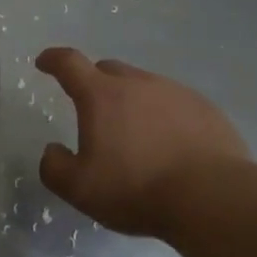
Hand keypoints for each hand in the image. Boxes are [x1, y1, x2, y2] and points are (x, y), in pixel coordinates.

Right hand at [35, 47, 250, 238]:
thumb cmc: (136, 189)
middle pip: (109, 70)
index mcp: (102, 95)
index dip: (53, 60)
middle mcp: (138, 83)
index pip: (70, 63)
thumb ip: (55, 167)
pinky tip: (170, 144)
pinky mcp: (205, 109)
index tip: (44, 63)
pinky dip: (164, 116)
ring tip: (135, 135)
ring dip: (132, 101)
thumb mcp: (80, 189)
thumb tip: (52, 150)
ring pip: (144, 86)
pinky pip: (175, 103)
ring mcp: (175, 92)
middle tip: (92, 110)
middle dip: (95, 83)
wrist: (211, 196)